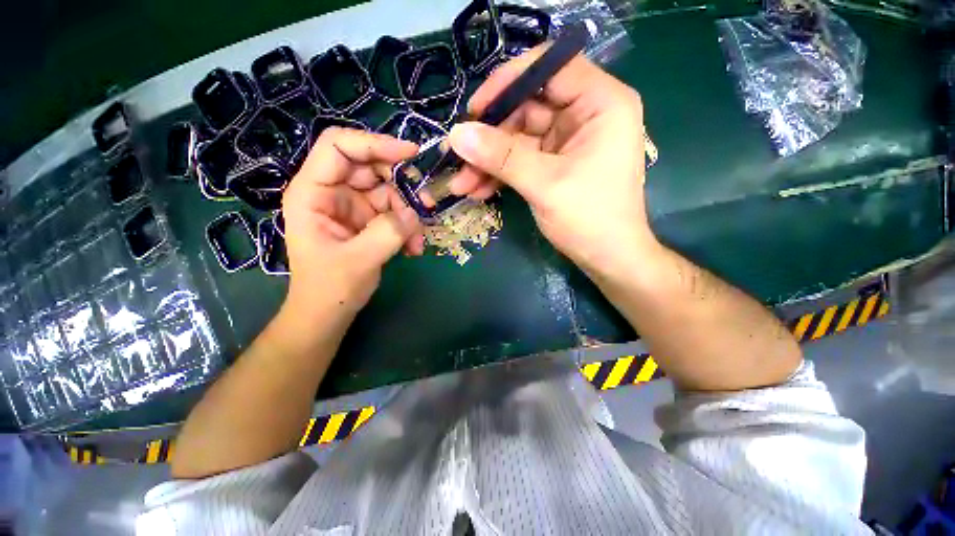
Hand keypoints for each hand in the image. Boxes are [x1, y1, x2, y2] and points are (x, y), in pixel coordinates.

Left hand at [281, 128, 424, 323]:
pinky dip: (408, 227)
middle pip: (371, 167)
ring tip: (418, 240)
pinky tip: (413, 248)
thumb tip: (416, 212)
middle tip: (426, 204)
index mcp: (313, 192)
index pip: (339, 147)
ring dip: (409, 213)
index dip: (375, 143)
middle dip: (402, 185)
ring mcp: (353, 206)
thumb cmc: (330, 288)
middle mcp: (332, 192)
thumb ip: (388, 232)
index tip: (411, 154)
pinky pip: (395, 212)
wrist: (329, 312)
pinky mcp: (368, 221)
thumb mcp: (359, 260)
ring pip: (389, 192)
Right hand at [447, 47, 656, 273]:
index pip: (550, 67)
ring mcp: (566, 142)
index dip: (508, 82)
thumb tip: (457, 135)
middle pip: (526, 108)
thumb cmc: (590, 218)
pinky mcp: (554, 164)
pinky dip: (499, 174)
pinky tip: (478, 190)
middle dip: (489, 137)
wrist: (607, 257)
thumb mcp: (545, 184)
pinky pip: (520, 160)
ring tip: (461, 184)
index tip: (475, 110)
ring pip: (518, 139)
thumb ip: (502, 157)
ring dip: (488, 162)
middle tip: (457, 157)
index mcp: (600, 103)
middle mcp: (584, 115)